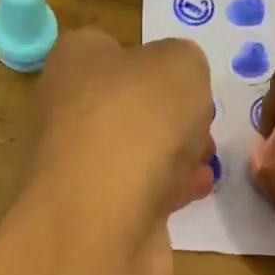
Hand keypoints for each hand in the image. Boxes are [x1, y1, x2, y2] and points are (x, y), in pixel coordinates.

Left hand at [19, 30, 215, 274]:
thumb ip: (185, 65)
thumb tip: (179, 91)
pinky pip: (140, 198)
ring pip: (134, 157)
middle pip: (127, 110)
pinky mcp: (96, 221)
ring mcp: (79, 173)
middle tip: (201, 128)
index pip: (112, 52)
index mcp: (73, 63)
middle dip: (169, 120)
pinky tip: (197, 192)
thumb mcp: (181, 66)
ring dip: (173, 159)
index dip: (155, 66)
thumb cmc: (136, 125)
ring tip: (207, 163)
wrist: (102, 222)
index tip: (187, 86)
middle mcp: (66, 115)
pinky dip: (168, 194)